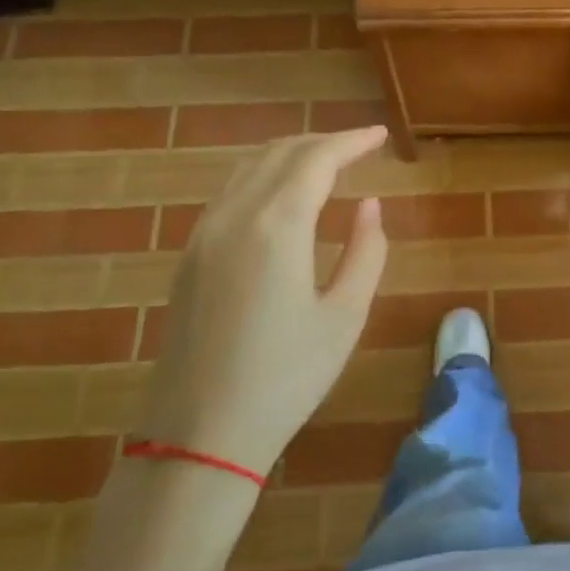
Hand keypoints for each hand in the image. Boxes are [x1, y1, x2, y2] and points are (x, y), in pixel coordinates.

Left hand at [136, 127, 389, 475]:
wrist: (199, 435)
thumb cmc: (285, 379)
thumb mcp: (345, 317)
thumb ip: (366, 252)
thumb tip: (369, 205)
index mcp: (276, 226)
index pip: (317, 159)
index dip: (352, 141)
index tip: (381, 135)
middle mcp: (233, 216)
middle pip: (279, 153)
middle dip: (323, 142)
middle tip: (360, 147)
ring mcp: (203, 234)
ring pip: (248, 168)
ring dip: (290, 155)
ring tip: (326, 163)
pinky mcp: (189, 256)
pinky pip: (229, 193)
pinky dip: (262, 177)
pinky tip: (282, 196)